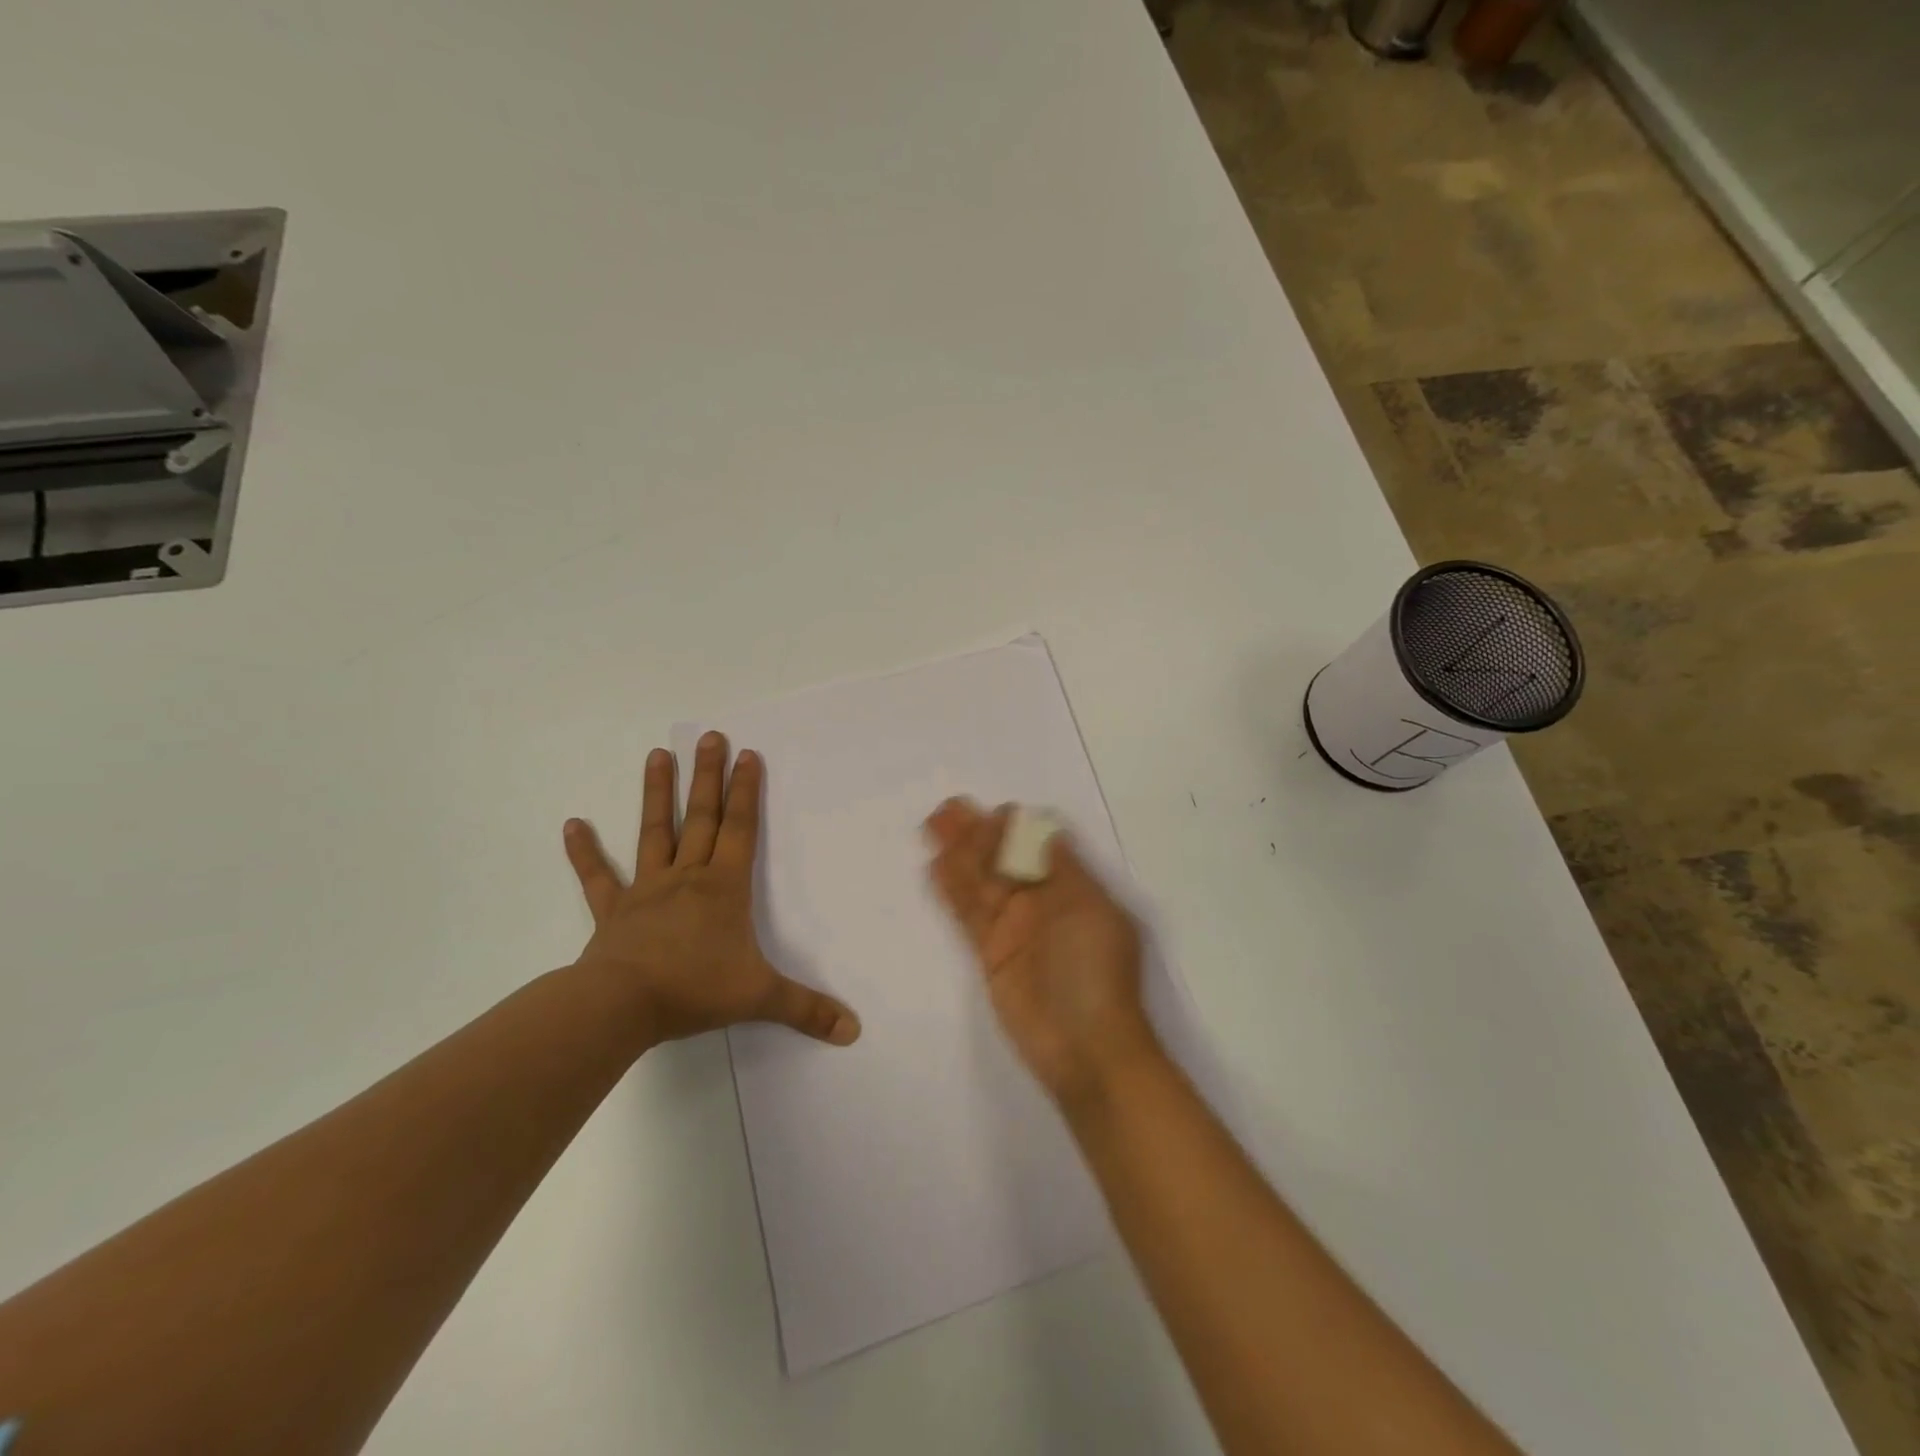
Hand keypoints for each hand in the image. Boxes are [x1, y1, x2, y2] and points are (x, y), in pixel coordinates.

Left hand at [564, 732, 861, 1048]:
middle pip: (700, 817)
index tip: (747, 755)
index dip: (746, 791)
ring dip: (655, 793)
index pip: (739, 828)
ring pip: (652, 832)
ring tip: (657, 755)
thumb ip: (807, 1009)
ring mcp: (645, 889)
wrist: (621, 1007)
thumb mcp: (760, 998)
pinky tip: (571, 824)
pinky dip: (584, 852)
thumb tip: (854, 1030)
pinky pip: (597, 877)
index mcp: (723, 887)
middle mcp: (686, 876)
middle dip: (707, 776)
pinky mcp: (612, 911)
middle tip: (709, 736)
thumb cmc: (694, 990)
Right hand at [924, 798, 1160, 1105]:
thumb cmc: (1097, 974)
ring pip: (980, 882)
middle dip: (978, 834)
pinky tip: (935, 867)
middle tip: (948, 809)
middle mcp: (1042, 903)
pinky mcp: (990, 954)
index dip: (1015, 828)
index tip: (994, 813)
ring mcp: (1014, 928)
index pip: (1039, 846)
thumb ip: (1064, 869)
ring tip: (934, 825)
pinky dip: (952, 891)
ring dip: (959, 854)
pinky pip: (967, 914)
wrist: (1087, 1050)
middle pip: (1004, 859)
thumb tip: (1046, 827)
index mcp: (1073, 889)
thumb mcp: (1090, 911)